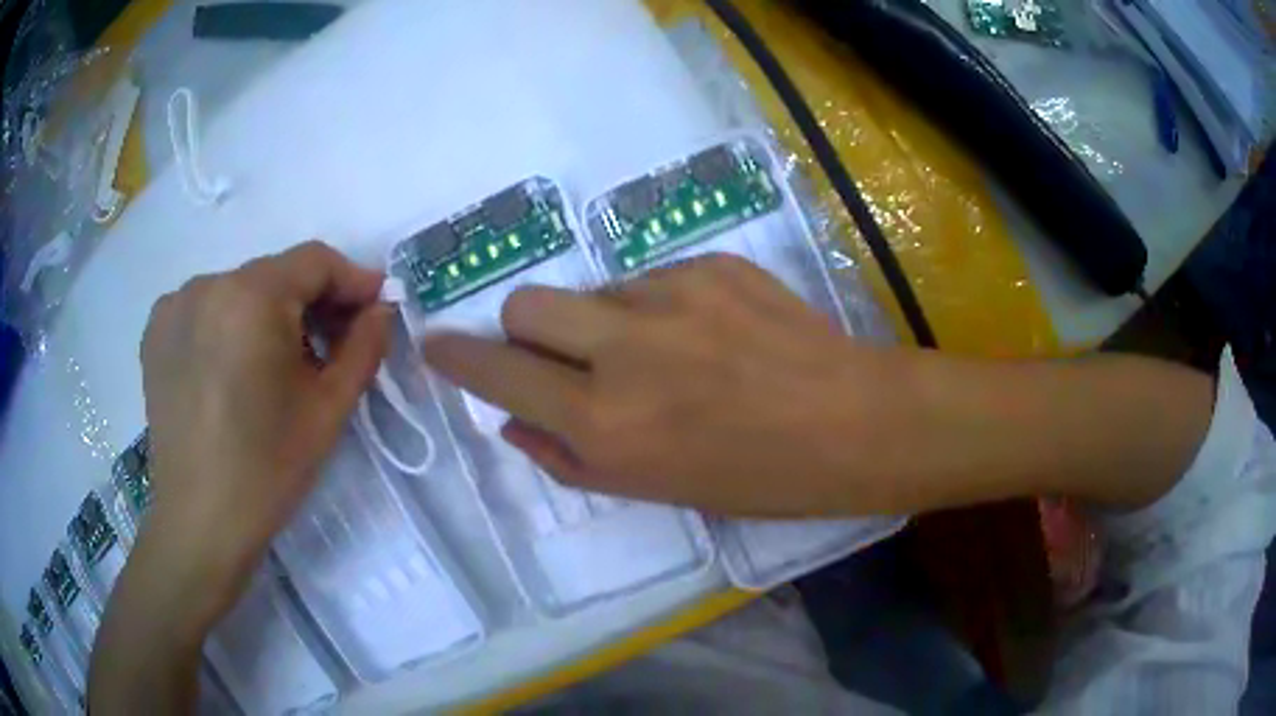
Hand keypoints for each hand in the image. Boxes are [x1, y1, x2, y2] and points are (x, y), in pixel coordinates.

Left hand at [92, 241, 390, 713]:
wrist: (199, 523)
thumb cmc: (267, 469)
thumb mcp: (329, 409)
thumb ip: (364, 346)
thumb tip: (382, 309)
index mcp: (251, 296)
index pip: (314, 261)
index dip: (352, 280)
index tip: (375, 309)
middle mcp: (207, 283)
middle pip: (274, 275)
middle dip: (310, 303)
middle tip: (332, 346)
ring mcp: (174, 306)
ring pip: (239, 292)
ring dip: (268, 316)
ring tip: (278, 366)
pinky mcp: (155, 332)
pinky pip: (206, 309)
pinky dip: (228, 326)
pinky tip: (233, 369)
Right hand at [425, 253, 908, 515]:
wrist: (852, 423)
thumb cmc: (757, 478)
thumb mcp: (654, 491)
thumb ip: (569, 456)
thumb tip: (511, 420)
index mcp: (606, 422)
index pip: (499, 374)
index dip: (458, 358)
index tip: (437, 346)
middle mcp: (624, 350)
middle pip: (526, 304)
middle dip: (525, 330)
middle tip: (563, 355)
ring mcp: (670, 295)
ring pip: (594, 290)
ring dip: (602, 321)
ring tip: (662, 354)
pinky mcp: (710, 263)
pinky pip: (651, 279)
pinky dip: (656, 308)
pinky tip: (706, 335)